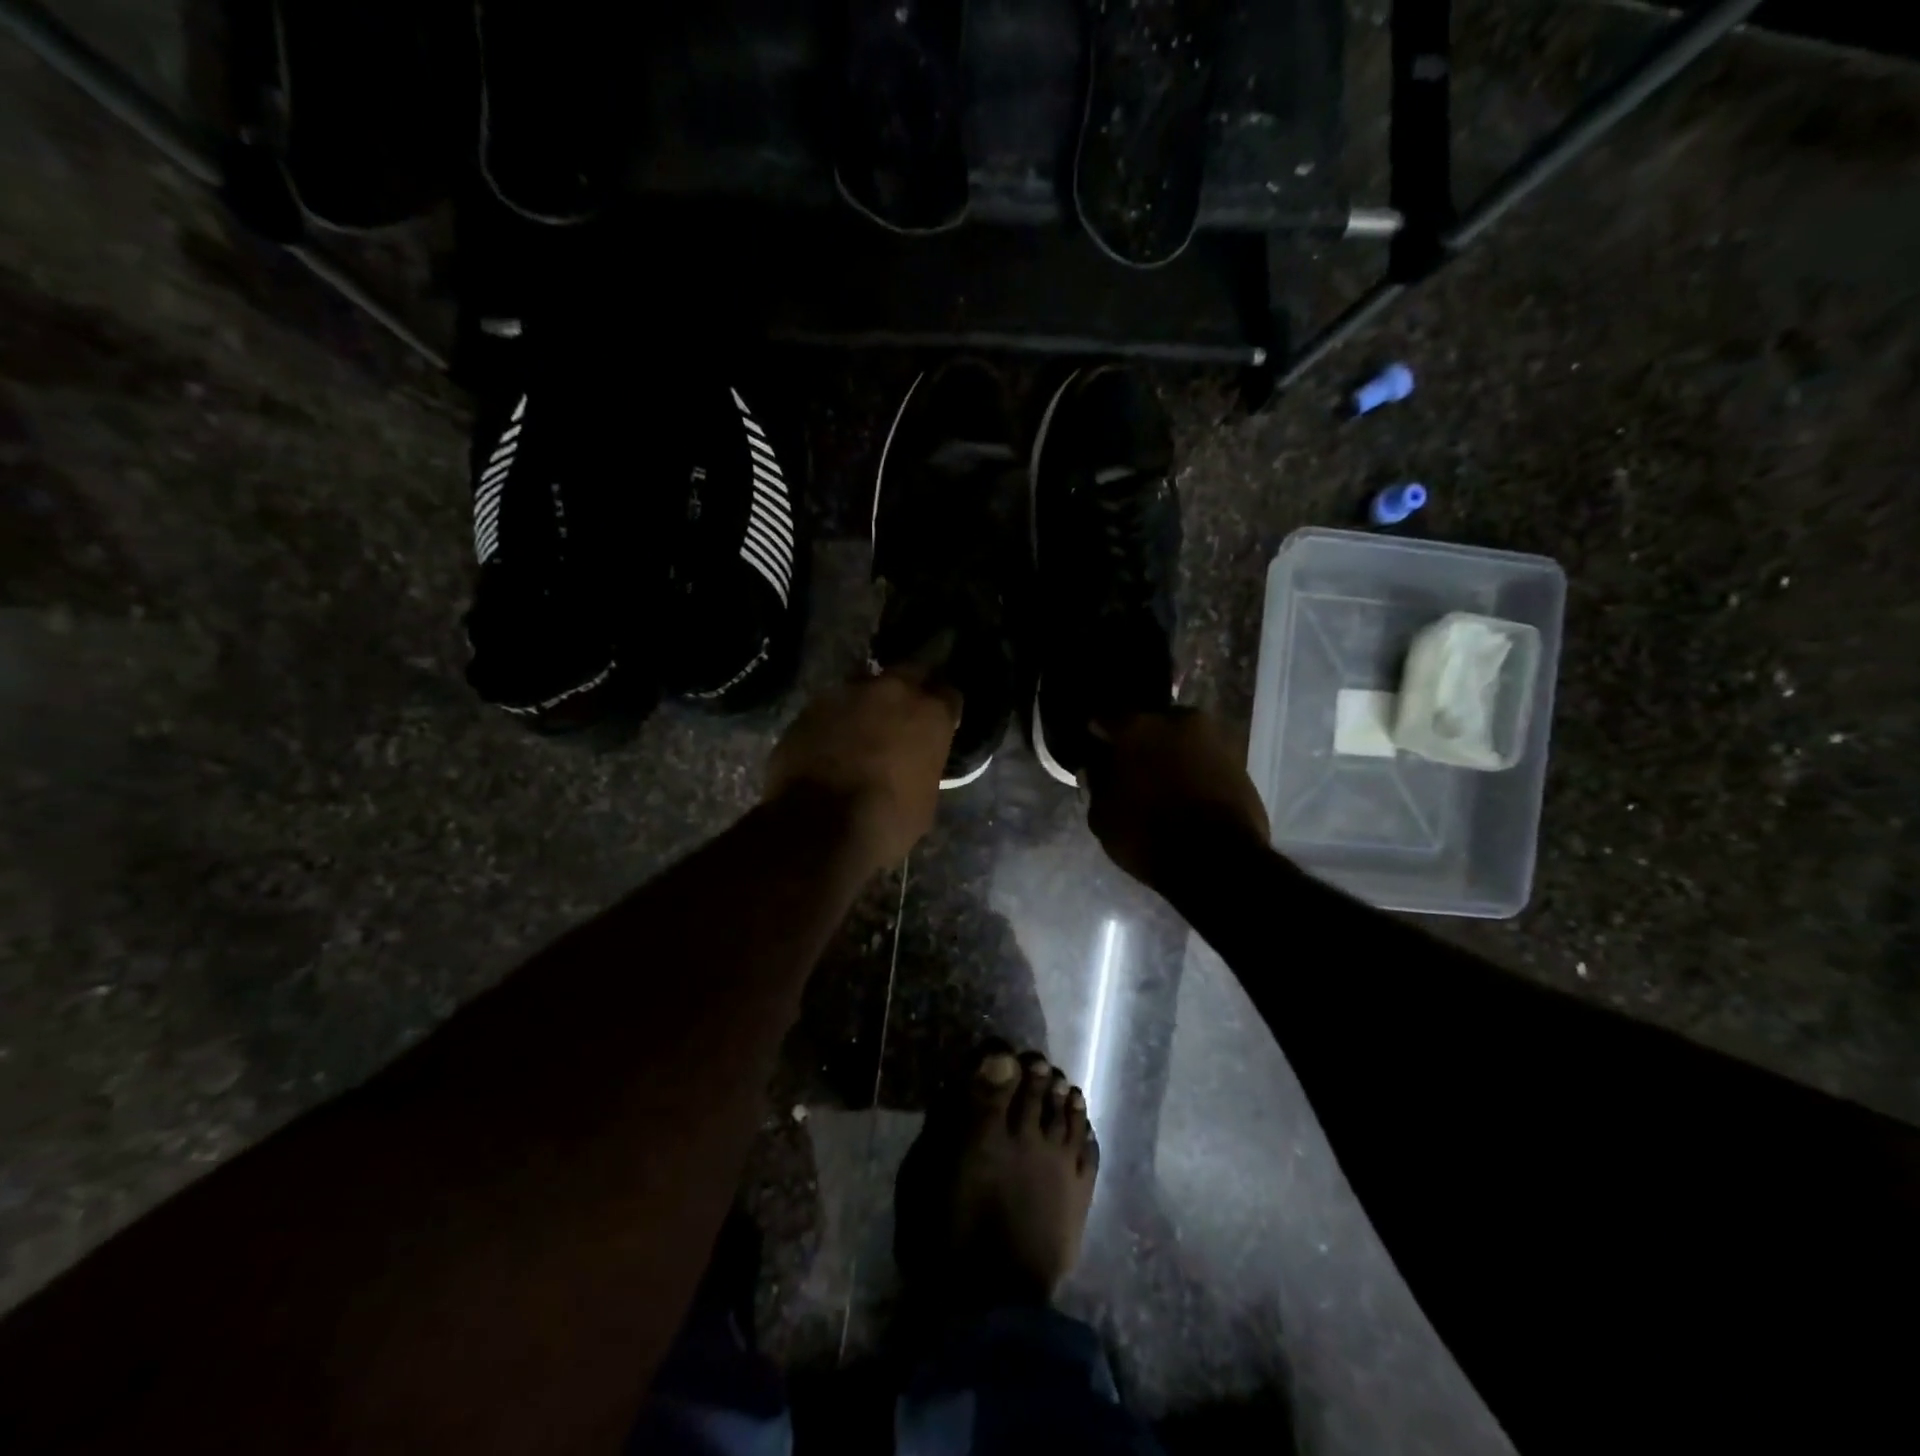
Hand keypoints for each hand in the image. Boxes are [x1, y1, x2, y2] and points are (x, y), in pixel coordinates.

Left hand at [764, 667, 959, 870]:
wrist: (821, 826)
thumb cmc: (888, 819)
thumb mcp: (926, 796)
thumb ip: (924, 763)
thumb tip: (915, 761)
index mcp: (930, 712)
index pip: (949, 693)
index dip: (943, 709)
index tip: (939, 723)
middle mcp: (893, 690)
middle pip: (909, 673)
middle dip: (910, 689)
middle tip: (904, 714)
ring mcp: (848, 693)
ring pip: (866, 685)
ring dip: (869, 702)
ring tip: (864, 726)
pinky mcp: (812, 706)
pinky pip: (833, 705)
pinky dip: (837, 718)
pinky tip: (832, 740)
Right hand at [1084, 710, 1269, 890]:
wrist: (1219, 860)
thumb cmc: (1148, 834)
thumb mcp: (1103, 817)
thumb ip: (1096, 784)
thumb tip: (1095, 768)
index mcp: (1137, 726)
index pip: (1105, 717)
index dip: (1097, 734)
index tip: (1094, 748)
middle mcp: (1177, 720)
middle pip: (1150, 723)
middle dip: (1139, 740)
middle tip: (1131, 765)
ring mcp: (1214, 737)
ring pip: (1181, 738)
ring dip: (1170, 753)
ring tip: (1162, 781)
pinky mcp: (1240, 759)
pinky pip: (1205, 757)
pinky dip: (1194, 768)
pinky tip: (1185, 790)